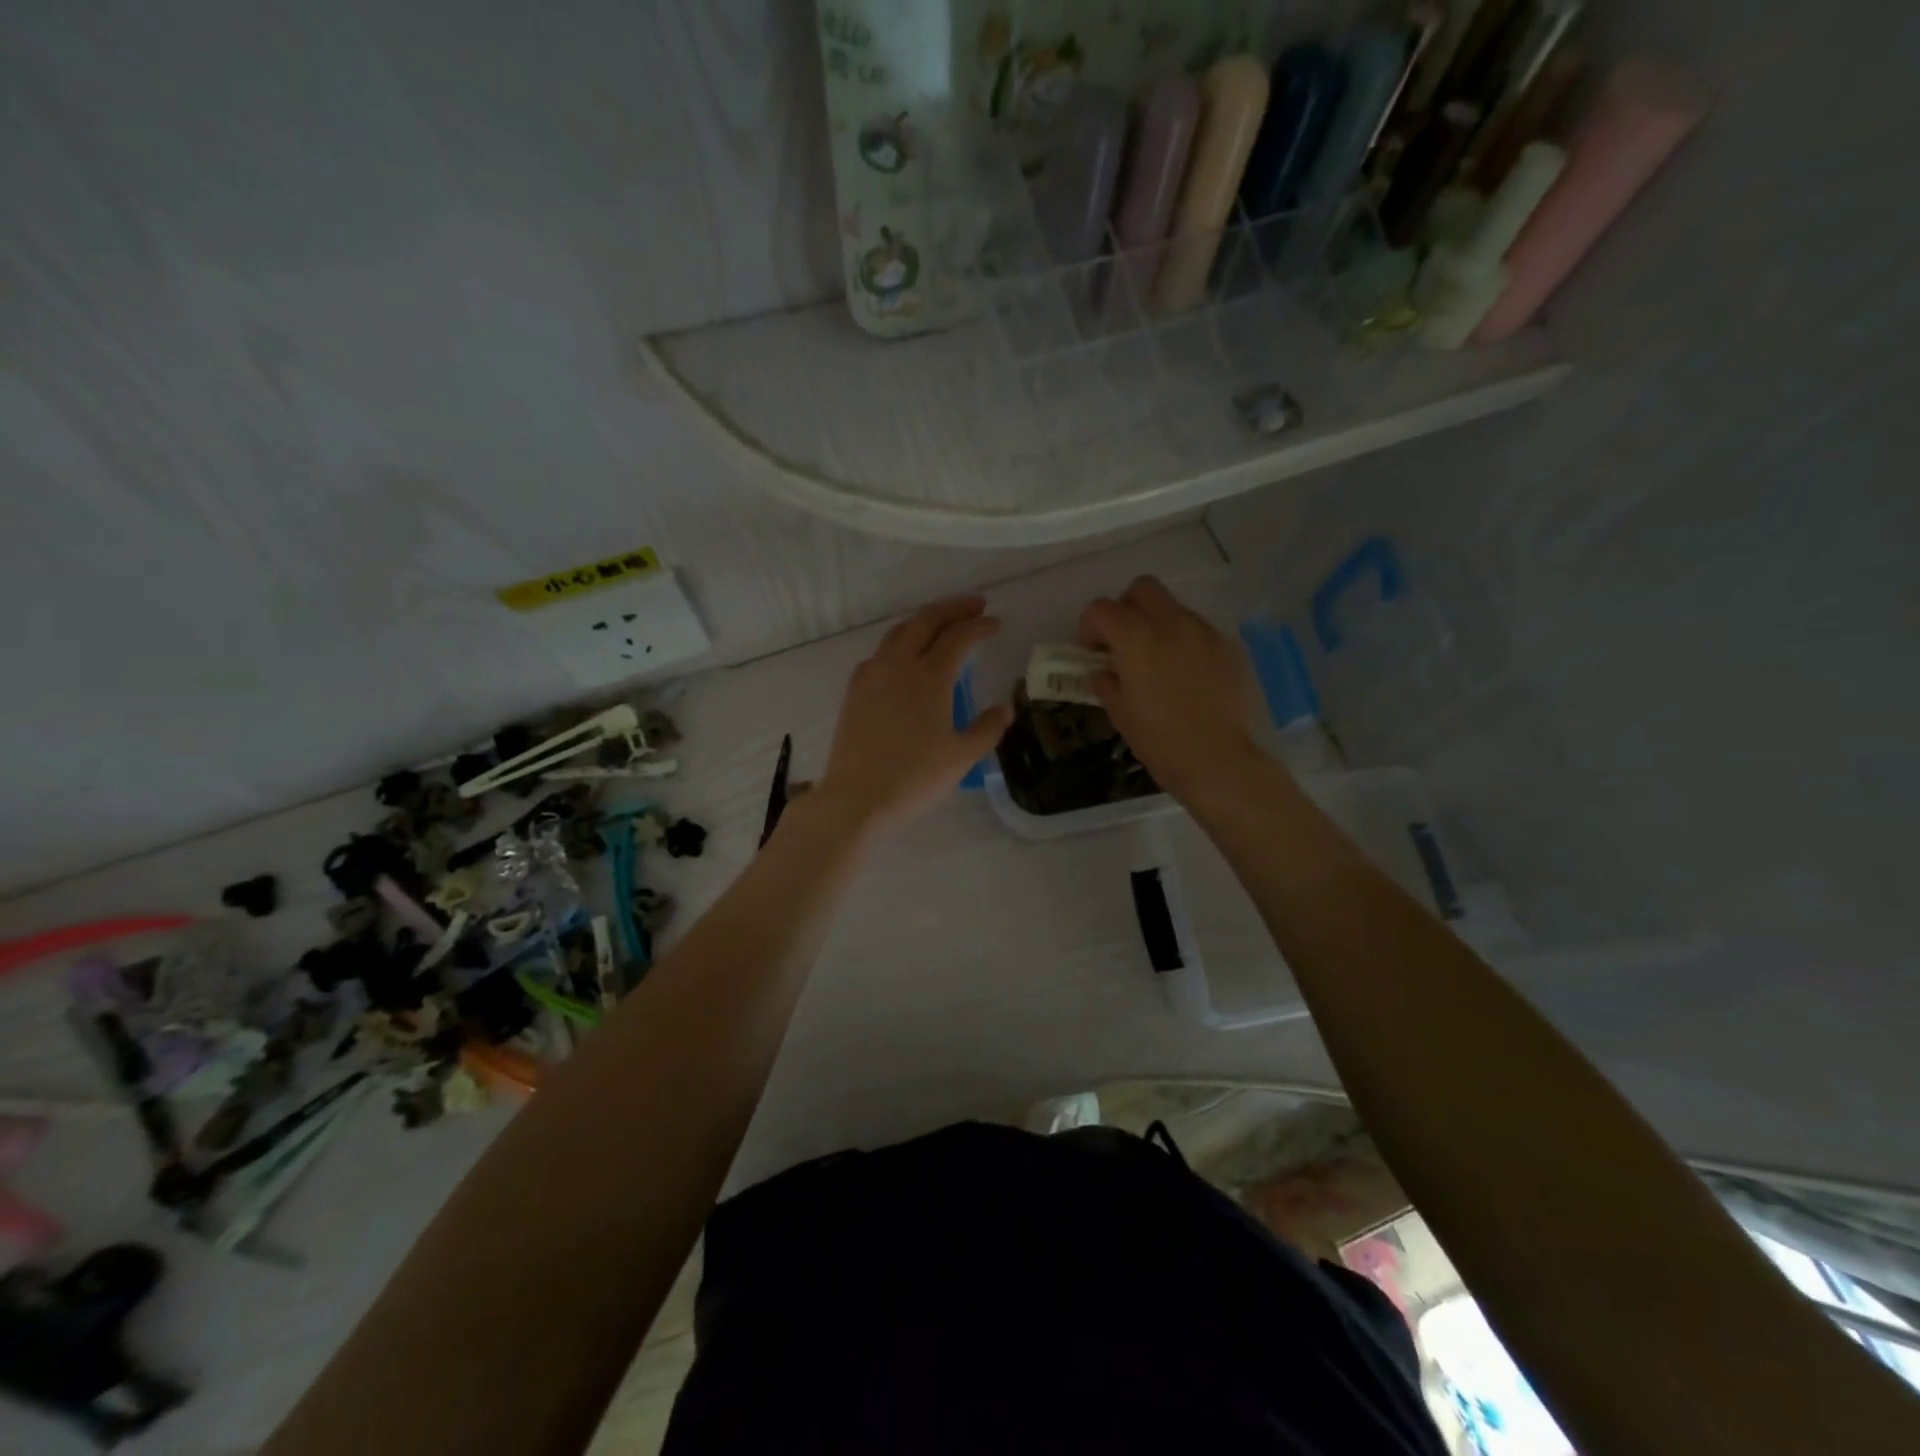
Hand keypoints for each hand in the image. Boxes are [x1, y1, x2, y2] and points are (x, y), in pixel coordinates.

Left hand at [815, 596, 1012, 836]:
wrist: (855, 798)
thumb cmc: (914, 778)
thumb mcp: (962, 756)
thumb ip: (988, 728)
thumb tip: (1005, 708)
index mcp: (929, 677)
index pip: (958, 637)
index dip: (980, 626)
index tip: (996, 623)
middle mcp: (898, 665)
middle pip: (926, 620)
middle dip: (953, 608)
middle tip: (976, 605)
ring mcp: (871, 675)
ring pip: (899, 632)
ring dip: (924, 621)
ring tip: (942, 624)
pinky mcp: (855, 691)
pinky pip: (881, 652)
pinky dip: (901, 642)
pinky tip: (906, 657)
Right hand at [1077, 576, 1265, 804]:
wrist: (1220, 762)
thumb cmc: (1160, 741)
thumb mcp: (1121, 715)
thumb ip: (1107, 683)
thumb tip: (1102, 672)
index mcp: (1136, 638)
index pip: (1101, 609)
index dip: (1089, 627)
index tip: (1090, 651)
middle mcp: (1172, 623)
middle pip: (1142, 589)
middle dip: (1126, 608)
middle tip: (1123, 642)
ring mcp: (1205, 632)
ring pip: (1175, 609)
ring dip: (1158, 626)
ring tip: (1158, 663)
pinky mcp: (1230, 647)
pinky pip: (1201, 633)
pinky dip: (1186, 644)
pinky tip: (1188, 677)